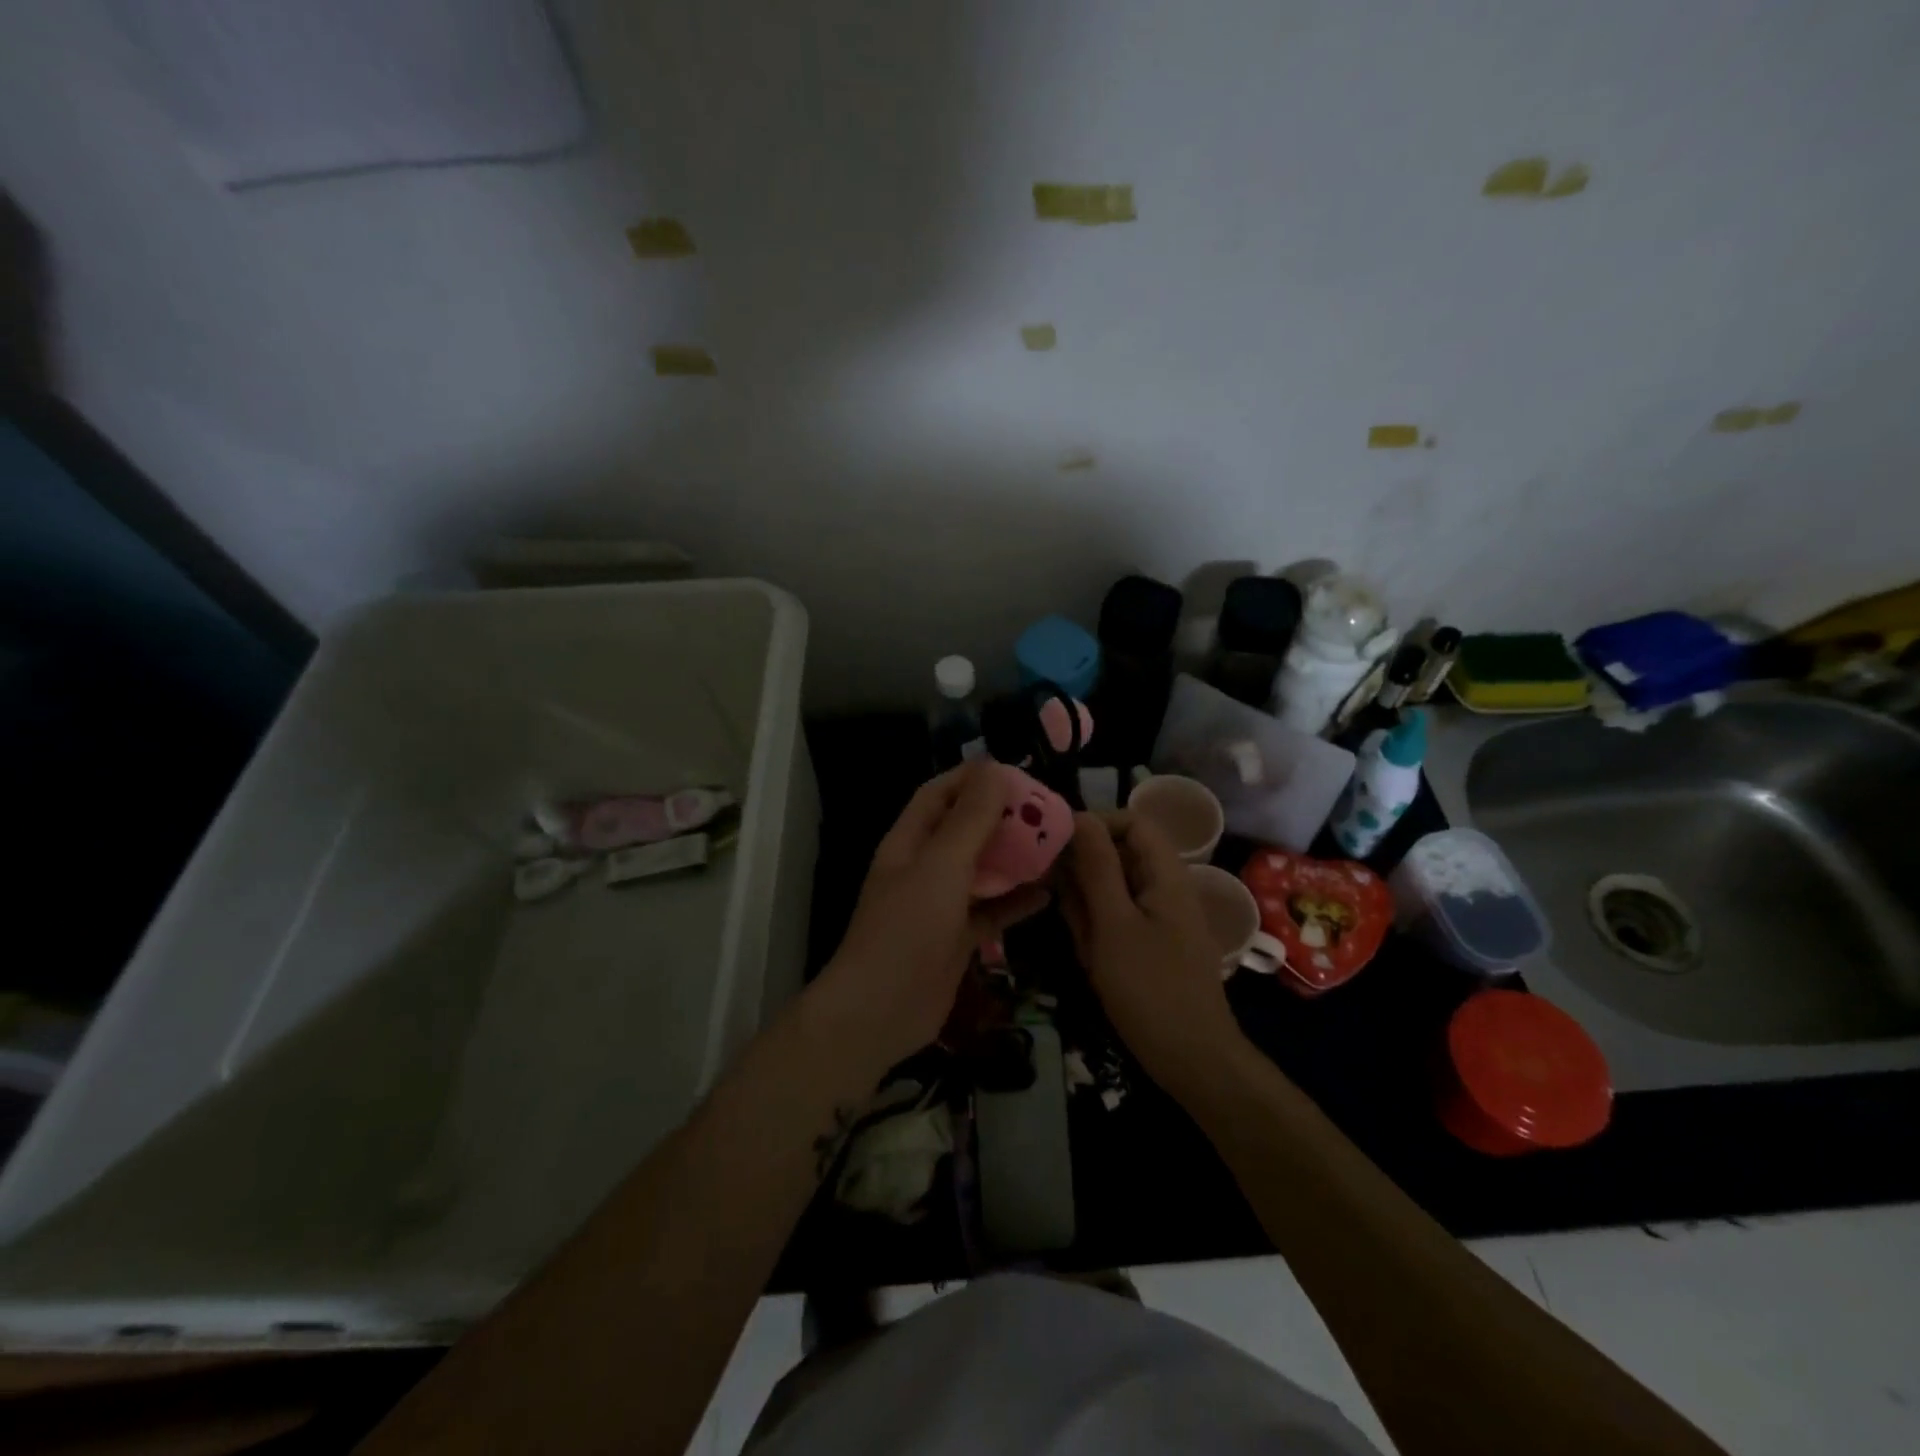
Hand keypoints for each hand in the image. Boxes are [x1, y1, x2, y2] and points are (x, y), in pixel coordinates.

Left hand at [814, 761, 1048, 1073]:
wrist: (880, 1012)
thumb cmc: (907, 928)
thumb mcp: (941, 865)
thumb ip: (971, 819)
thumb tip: (995, 769)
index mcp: (910, 841)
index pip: (940, 794)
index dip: (973, 778)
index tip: (1017, 772)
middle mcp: (924, 867)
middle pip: (965, 830)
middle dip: (1002, 817)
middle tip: (1047, 810)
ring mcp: (940, 904)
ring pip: (982, 870)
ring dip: (1014, 858)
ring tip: (1055, 844)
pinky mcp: (957, 938)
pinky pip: (991, 911)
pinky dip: (1016, 902)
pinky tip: (1049, 894)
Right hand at [1059, 811, 1245, 1094]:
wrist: (1193, 1062)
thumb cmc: (1150, 988)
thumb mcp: (1113, 924)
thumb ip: (1096, 868)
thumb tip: (1079, 817)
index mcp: (1166, 875)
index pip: (1133, 822)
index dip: (1096, 823)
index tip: (1056, 841)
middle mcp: (1166, 888)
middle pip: (1120, 855)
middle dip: (1084, 871)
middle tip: (1055, 895)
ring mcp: (1160, 917)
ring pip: (1113, 889)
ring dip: (1087, 906)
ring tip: (1078, 939)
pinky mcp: (1151, 943)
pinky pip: (1117, 918)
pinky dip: (1097, 930)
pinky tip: (1087, 955)